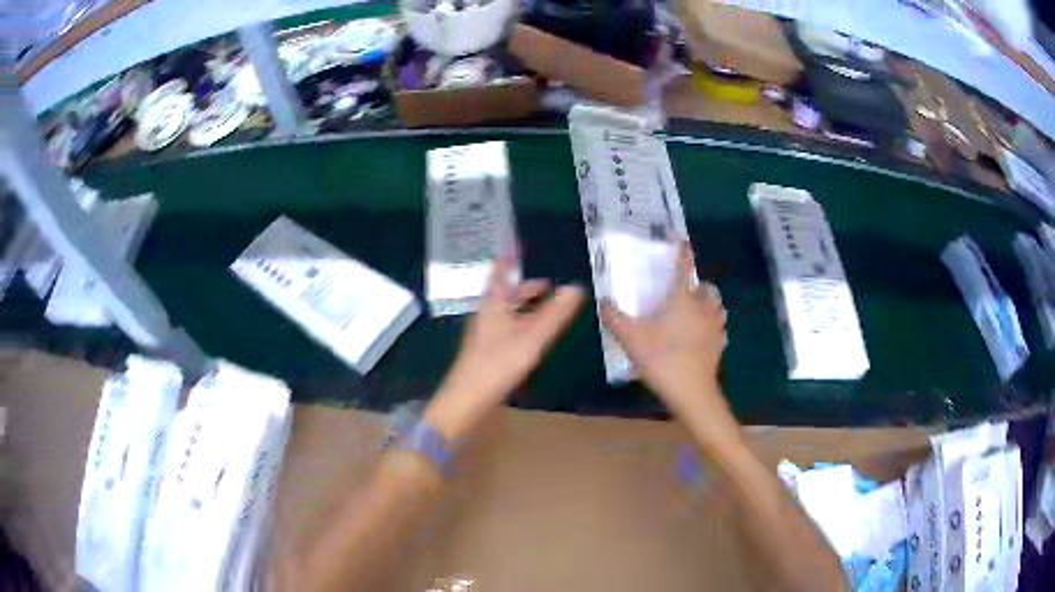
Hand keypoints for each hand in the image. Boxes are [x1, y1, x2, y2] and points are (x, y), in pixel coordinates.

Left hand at [424, 258, 584, 440]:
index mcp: (493, 304)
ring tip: (547, 309)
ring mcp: (485, 334)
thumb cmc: (498, 363)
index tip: (519, 249)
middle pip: (505, 294)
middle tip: (549, 285)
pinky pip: (507, 328)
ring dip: (525, 307)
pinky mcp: (487, 351)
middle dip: (525, 288)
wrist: (467, 399)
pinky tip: (533, 337)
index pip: (499, 273)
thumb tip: (576, 288)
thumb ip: (555, 314)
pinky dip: (522, 323)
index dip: (508, 260)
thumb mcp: (532, 337)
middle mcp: (486, 314)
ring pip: (506, 312)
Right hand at [599, 242, 727, 417]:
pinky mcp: (720, 345)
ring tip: (692, 313)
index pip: (682, 265)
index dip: (679, 248)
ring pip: (716, 306)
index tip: (676, 236)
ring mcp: (715, 326)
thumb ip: (614, 317)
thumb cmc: (662, 359)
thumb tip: (603, 302)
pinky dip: (710, 326)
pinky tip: (699, 336)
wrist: (692, 393)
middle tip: (681, 292)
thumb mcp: (630, 338)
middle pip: (706, 287)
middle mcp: (703, 307)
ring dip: (706, 304)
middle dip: (697, 284)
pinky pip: (718, 328)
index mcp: (682, 298)